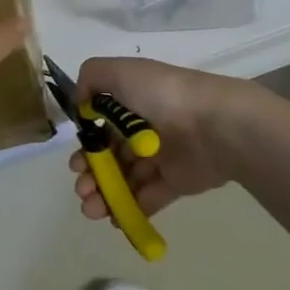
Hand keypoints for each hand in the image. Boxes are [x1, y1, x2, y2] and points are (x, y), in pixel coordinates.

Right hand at [68, 57, 248, 221]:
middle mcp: (146, 128)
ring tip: (93, 208)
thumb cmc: (163, 95)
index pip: (102, 127)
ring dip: (105, 195)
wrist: (212, 124)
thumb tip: (80, 103)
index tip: (76, 161)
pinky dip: (130, 210)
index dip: (87, 146)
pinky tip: (115, 218)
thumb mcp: (120, 72)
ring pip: (126, 179)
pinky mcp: (176, 182)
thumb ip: (92, 78)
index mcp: (134, 101)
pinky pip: (149, 199)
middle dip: (91, 174)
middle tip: (83, 188)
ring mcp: (161, 157)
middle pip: (111, 156)